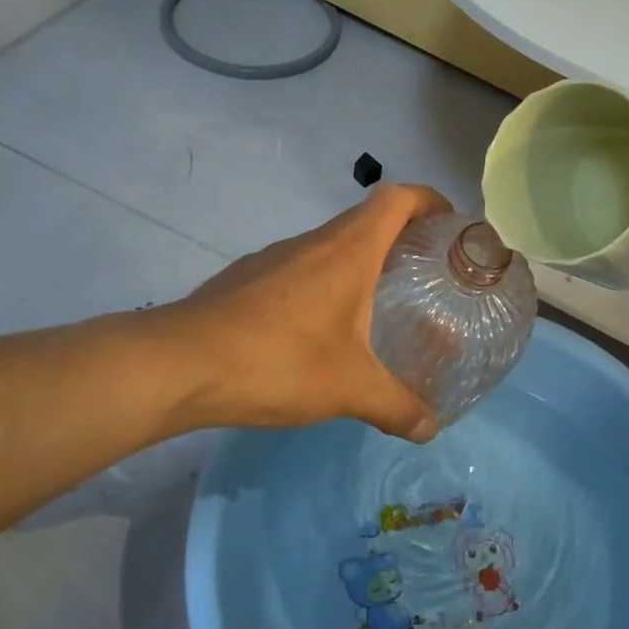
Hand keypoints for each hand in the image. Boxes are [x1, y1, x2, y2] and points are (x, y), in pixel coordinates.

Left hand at [166, 184, 452, 441]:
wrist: (178, 365)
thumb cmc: (279, 361)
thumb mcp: (349, 389)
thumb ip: (396, 407)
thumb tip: (430, 429)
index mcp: (348, 251)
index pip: (397, 199)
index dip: (428, 200)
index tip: (449, 223)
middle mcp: (312, 242)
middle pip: (366, 219)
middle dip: (401, 237)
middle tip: (424, 274)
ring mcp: (273, 257)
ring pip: (329, 245)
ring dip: (358, 262)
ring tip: (377, 303)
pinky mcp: (245, 278)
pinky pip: (298, 268)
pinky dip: (322, 282)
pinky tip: (319, 328)